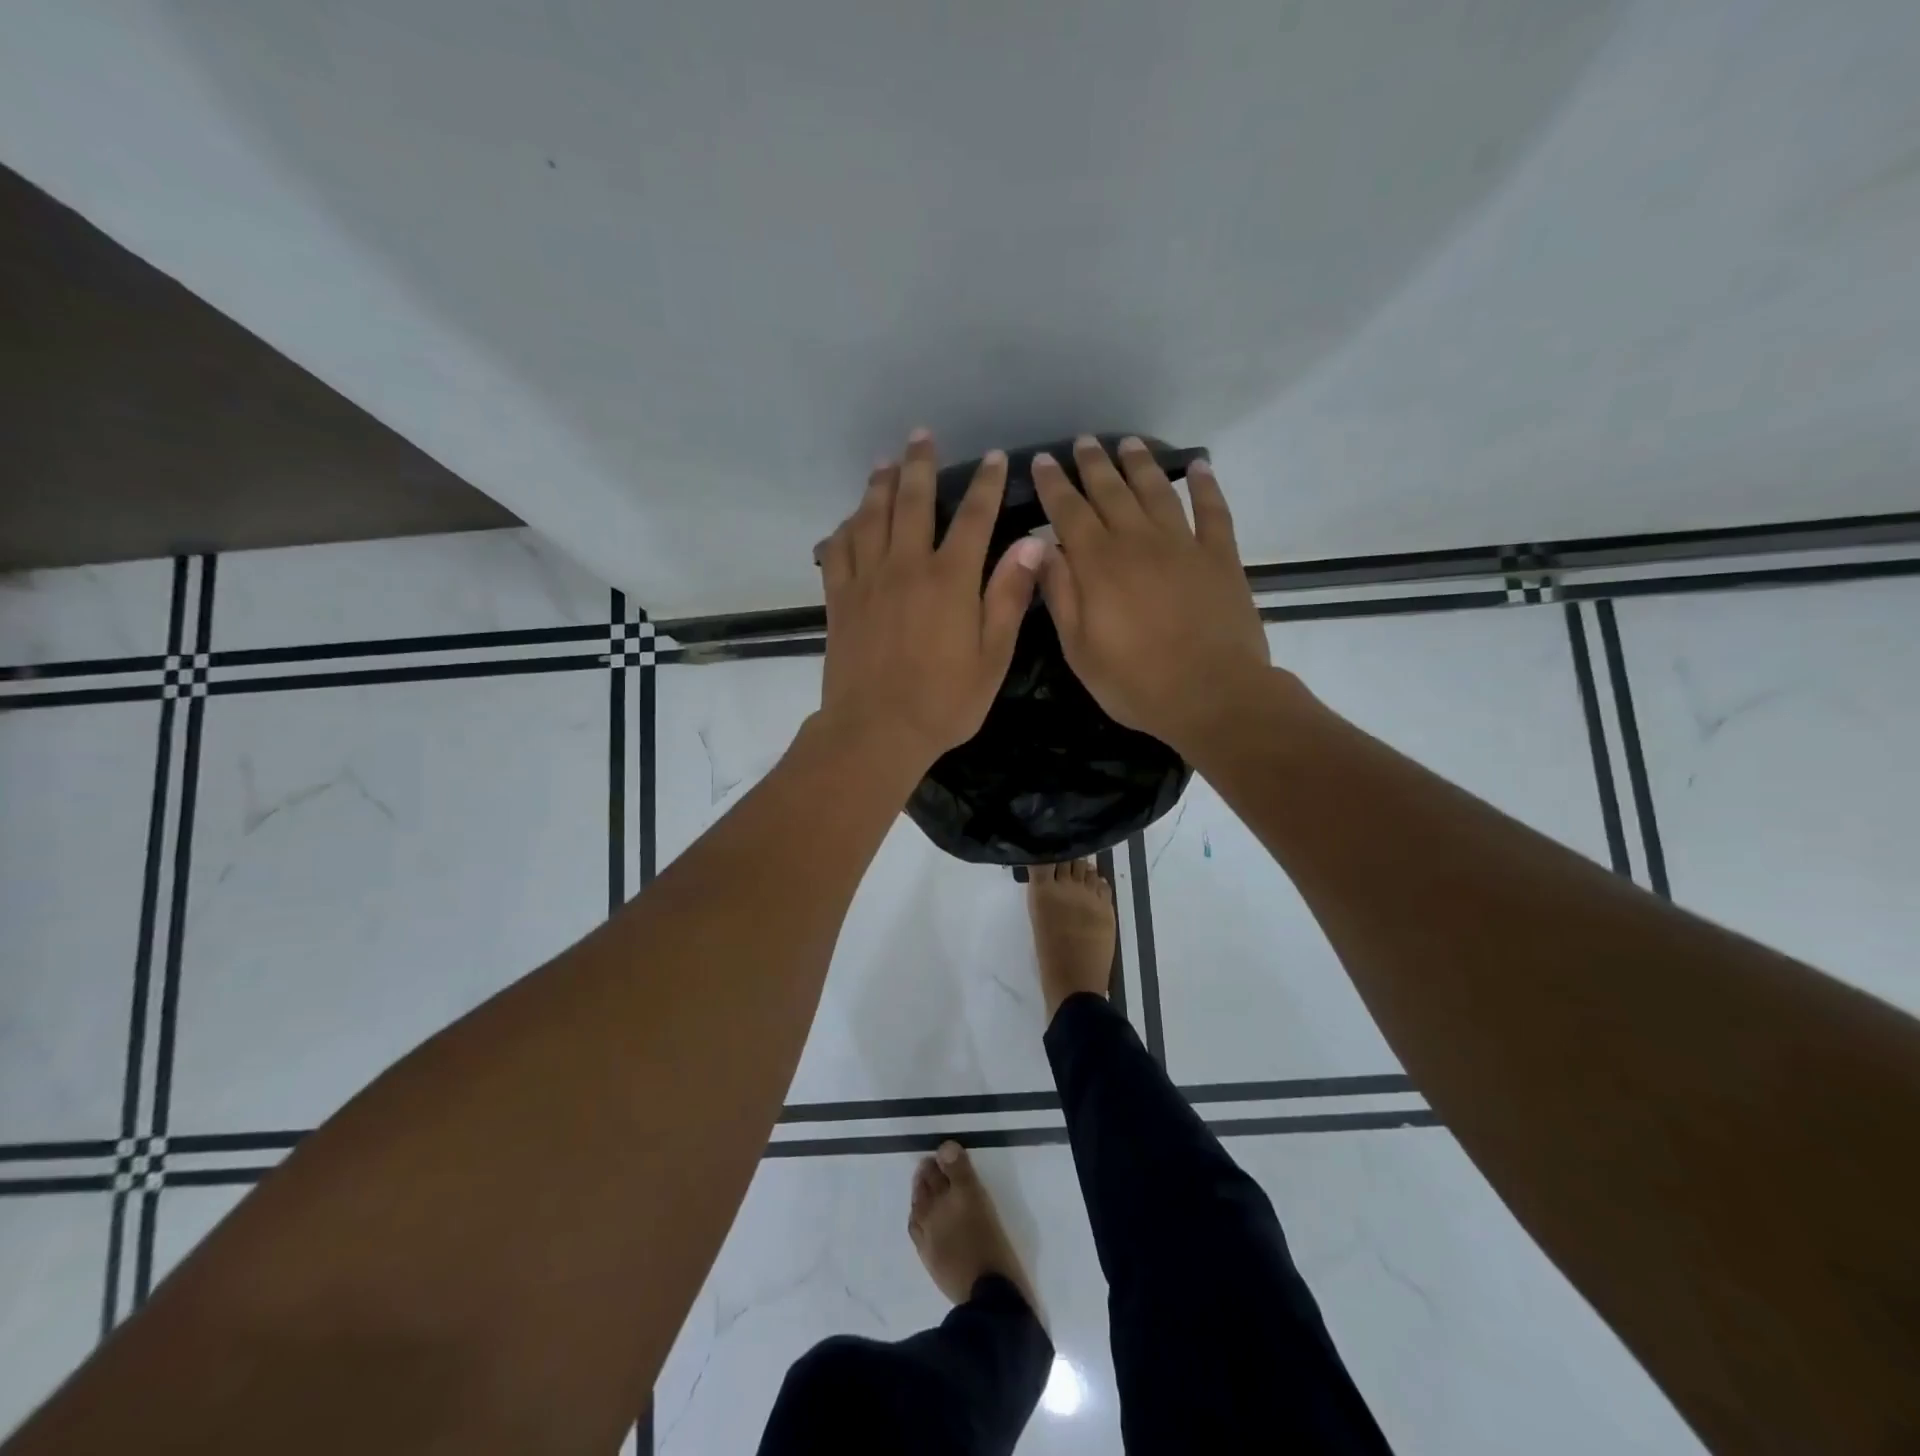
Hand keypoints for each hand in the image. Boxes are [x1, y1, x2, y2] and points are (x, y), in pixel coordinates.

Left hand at [815, 429, 1044, 773]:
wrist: (876, 730)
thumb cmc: (944, 702)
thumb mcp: (992, 657)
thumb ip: (1009, 596)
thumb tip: (1033, 543)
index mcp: (950, 580)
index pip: (974, 517)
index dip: (987, 484)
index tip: (995, 458)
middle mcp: (906, 566)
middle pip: (913, 501)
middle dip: (920, 464)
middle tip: (922, 435)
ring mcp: (867, 580)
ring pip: (871, 517)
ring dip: (880, 484)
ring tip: (886, 462)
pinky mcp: (840, 599)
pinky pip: (839, 549)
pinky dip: (846, 527)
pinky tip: (851, 519)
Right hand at [1031, 436, 1273, 753]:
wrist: (1212, 694)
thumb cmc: (1135, 682)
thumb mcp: (1079, 649)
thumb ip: (1060, 594)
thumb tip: (1040, 547)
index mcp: (1098, 565)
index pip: (1068, 512)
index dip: (1054, 485)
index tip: (1043, 460)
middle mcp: (1138, 542)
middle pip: (1111, 492)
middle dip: (1093, 464)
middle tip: (1083, 442)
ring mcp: (1183, 545)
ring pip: (1157, 491)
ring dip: (1140, 464)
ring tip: (1128, 443)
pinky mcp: (1220, 556)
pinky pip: (1213, 510)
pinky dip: (1206, 485)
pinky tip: (1200, 465)